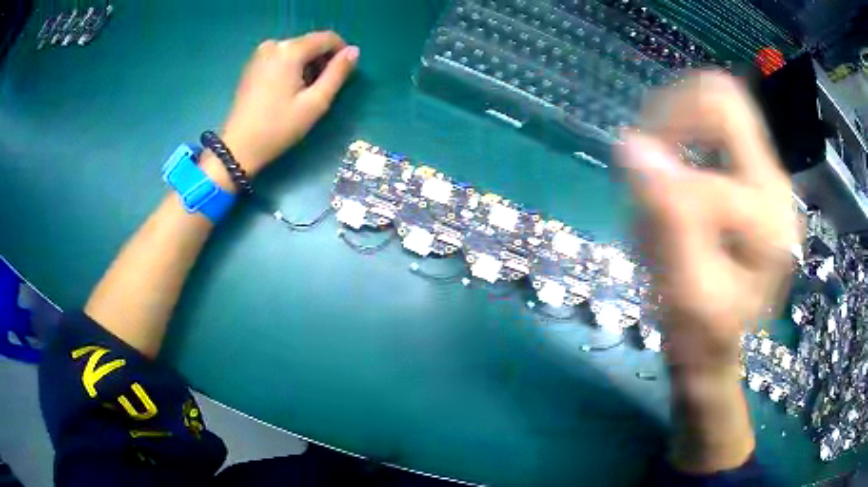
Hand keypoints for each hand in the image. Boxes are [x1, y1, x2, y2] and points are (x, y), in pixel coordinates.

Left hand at [213, 31, 358, 177]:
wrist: (238, 147)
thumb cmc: (278, 127)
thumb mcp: (315, 102)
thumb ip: (338, 73)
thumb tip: (354, 51)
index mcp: (290, 50)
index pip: (327, 38)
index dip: (342, 52)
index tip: (344, 74)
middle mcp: (274, 44)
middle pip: (310, 43)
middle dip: (322, 61)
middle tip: (321, 90)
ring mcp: (260, 54)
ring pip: (296, 50)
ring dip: (307, 66)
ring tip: (304, 94)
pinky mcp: (252, 65)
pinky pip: (281, 58)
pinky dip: (291, 68)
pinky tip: (287, 91)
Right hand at [616, 72, 799, 368]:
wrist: (718, 345)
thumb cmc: (702, 331)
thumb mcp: (685, 288)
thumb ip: (670, 219)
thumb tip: (631, 145)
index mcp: (768, 216)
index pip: (710, 161)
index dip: (664, 172)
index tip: (635, 193)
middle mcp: (774, 183)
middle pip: (725, 99)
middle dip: (673, 116)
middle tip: (647, 152)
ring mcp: (766, 175)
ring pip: (717, 106)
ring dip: (675, 131)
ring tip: (662, 181)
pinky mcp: (752, 175)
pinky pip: (714, 126)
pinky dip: (683, 139)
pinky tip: (675, 182)